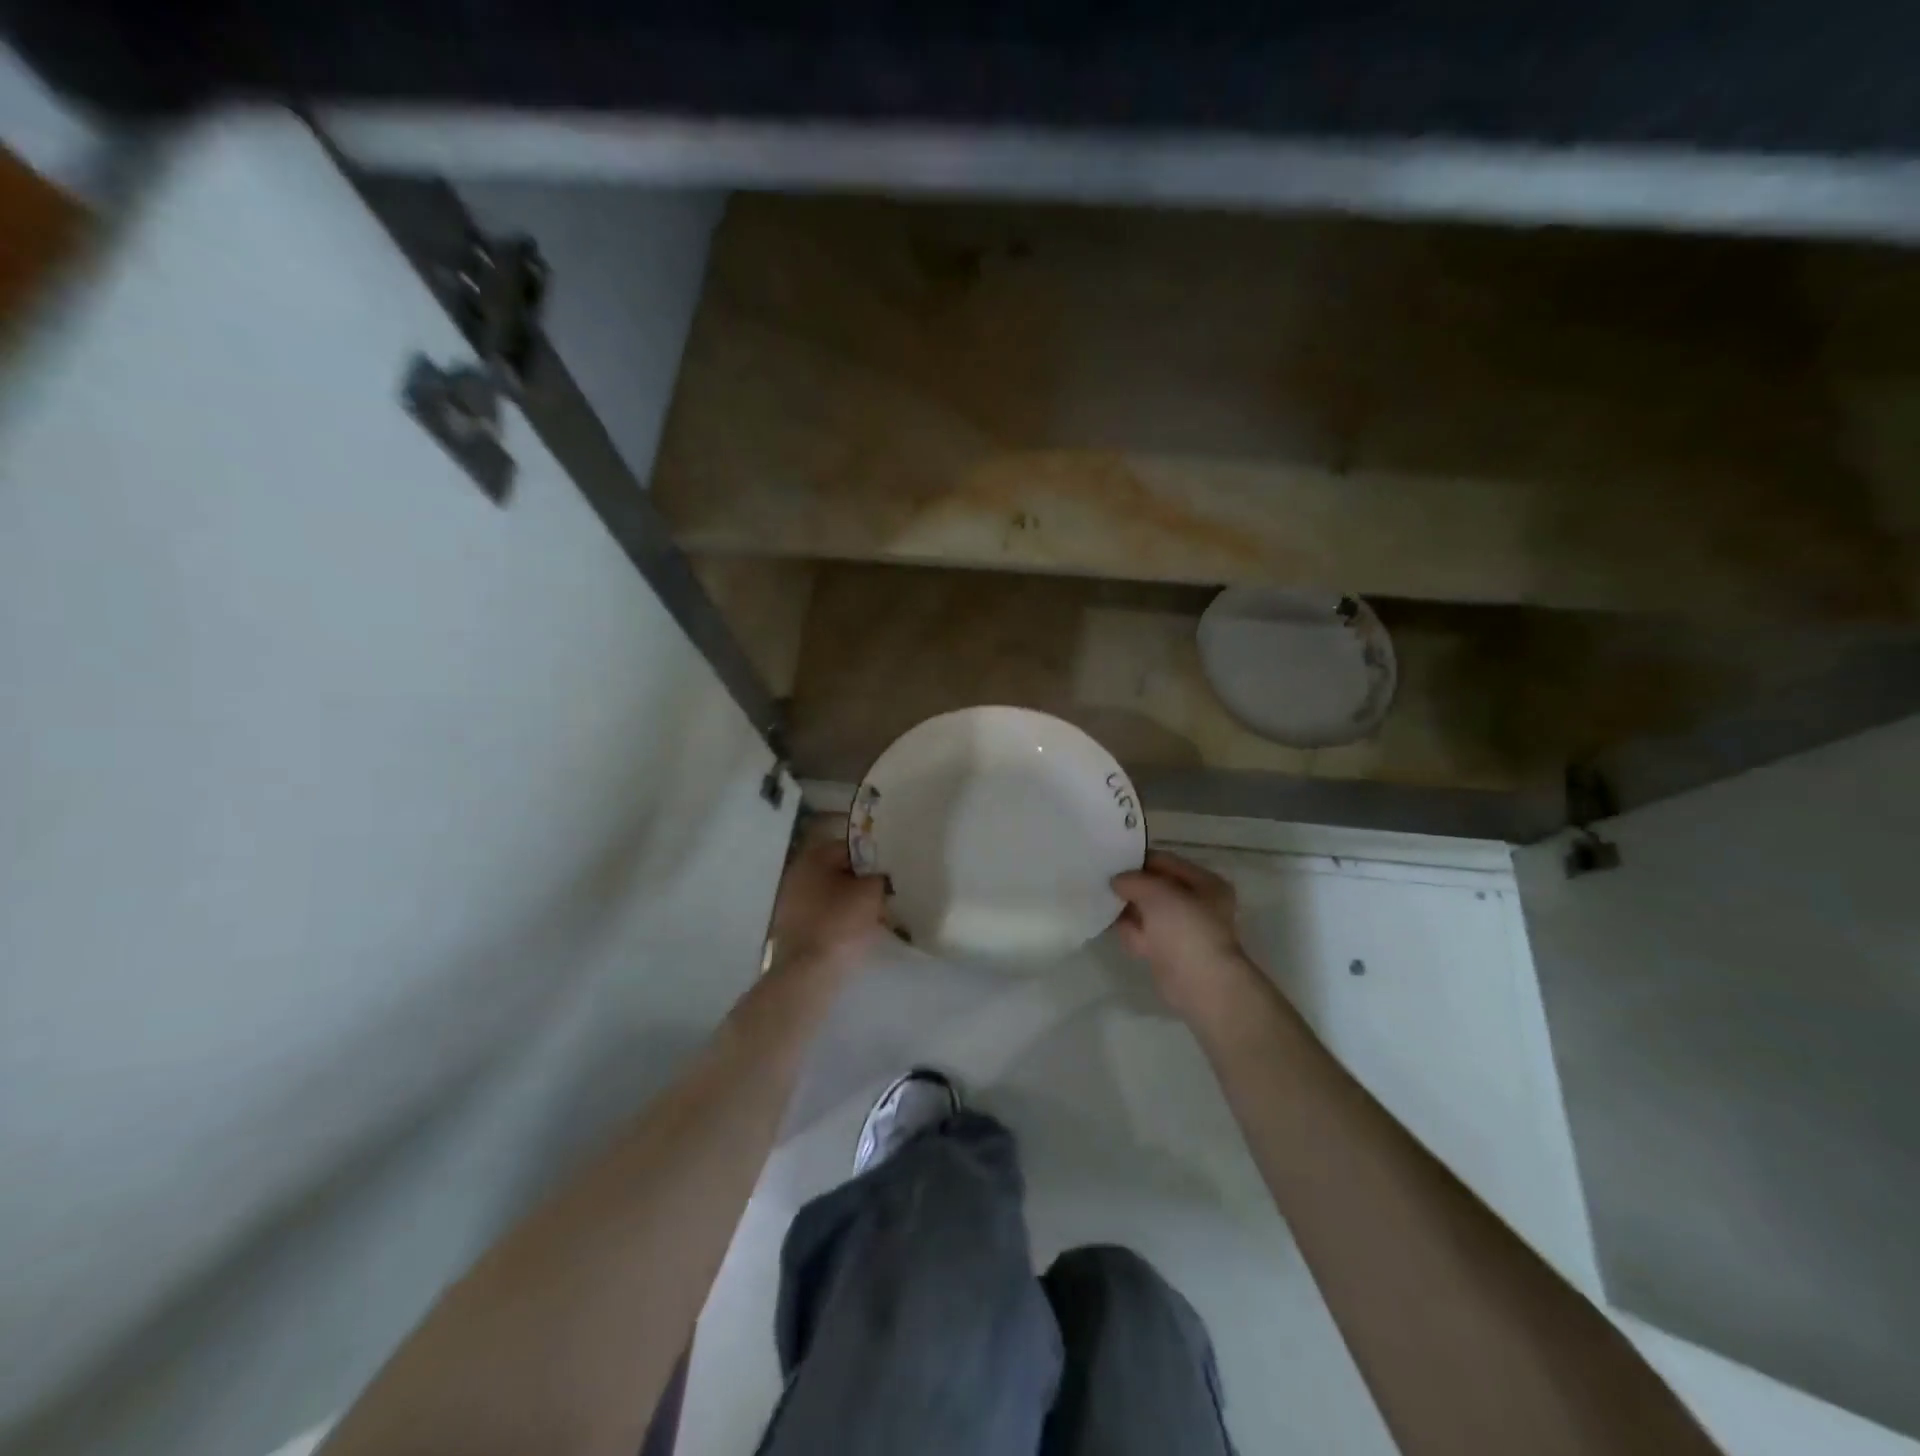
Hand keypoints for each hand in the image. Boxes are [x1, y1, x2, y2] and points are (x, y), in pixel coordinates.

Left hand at [768, 837, 887, 979]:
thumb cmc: (841, 922)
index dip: (873, 858)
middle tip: (886, 895)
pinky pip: (823, 916)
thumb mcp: (871, 892)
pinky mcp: (792, 928)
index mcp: (813, 858)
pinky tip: (858, 933)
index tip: (890, 873)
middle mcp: (798, 874)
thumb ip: (879, 876)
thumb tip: (880, 875)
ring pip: (832, 895)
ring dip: (852, 902)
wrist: (810, 972)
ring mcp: (791, 903)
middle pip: (839, 871)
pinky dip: (840, 920)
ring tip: (877, 916)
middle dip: (862, 882)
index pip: (850, 847)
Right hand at [1111, 851, 1259, 1024]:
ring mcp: (1181, 930)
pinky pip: (1142, 933)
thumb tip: (1116, 881)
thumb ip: (1134, 880)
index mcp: (1205, 883)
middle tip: (1101, 879)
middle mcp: (1196, 904)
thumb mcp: (1157, 892)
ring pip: (1146, 911)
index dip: (1139, 860)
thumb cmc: (1186, 929)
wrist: (1200, 984)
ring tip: (1100, 900)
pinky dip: (1127, 930)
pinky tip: (1107, 923)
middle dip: (1130, 885)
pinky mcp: (1167, 952)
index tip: (1111, 860)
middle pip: (1155, 887)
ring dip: (1126, 908)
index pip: (1166, 862)